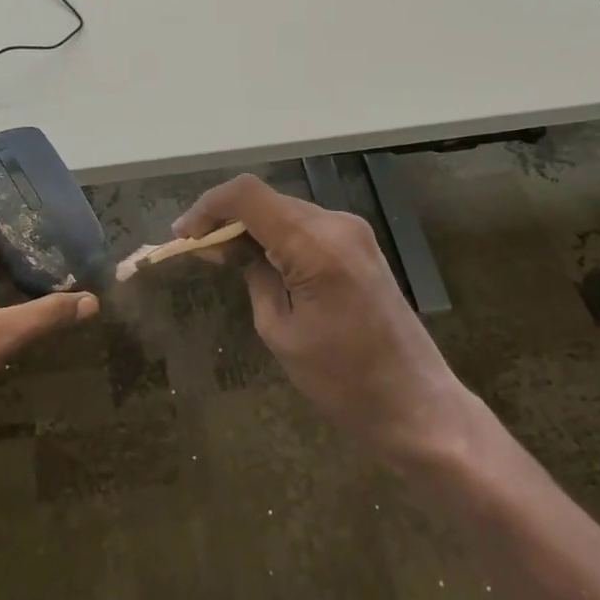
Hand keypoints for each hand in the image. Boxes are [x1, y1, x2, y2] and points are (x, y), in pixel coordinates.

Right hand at [173, 173, 473, 464]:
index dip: (207, 206)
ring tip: (219, 255)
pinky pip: (305, 226)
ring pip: (284, 210)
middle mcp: (336, 223)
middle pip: (265, 199)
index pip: (247, 195)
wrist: (416, 404)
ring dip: (249, 226)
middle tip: (195, 250)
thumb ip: (253, 276)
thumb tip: (229, 247)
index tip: (182, 235)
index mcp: (315, 244)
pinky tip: (257, 259)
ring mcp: (353, 231)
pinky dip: (275, 235)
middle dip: (225, 218)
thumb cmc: (343, 381)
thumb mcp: (280, 331)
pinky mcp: (359, 244)